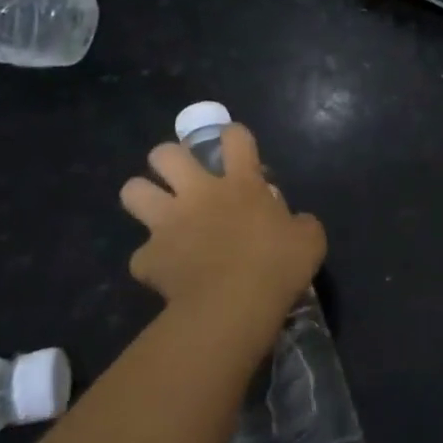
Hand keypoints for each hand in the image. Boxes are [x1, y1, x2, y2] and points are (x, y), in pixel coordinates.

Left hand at [120, 124, 325, 322]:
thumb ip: (300, 223)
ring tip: (157, 212)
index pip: (235, 137)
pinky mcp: (148, 257)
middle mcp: (199, 193)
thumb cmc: (278, 266)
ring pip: (133, 191)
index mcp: (241, 183)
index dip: (234, 136)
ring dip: (143, 197)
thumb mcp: (309, 239)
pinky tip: (165, 272)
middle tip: (183, 177)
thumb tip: (295, 222)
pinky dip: (152, 261)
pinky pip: (142, 255)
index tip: (237, 148)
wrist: (234, 305)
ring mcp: (168, 223)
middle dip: (169, 159)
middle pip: (166, 154)